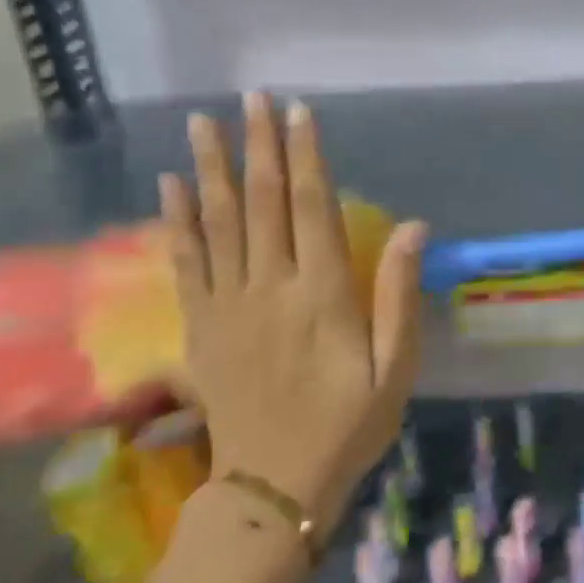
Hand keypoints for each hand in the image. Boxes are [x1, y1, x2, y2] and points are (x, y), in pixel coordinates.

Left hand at [158, 93, 425, 538]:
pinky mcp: (201, 326)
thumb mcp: (395, 367)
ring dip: (211, 168)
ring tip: (203, 122)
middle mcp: (269, 288)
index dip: (307, 157)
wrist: (273, 485)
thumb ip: (398, 294)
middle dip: (259, 146)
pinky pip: (186, 262)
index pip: (313, 208)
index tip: (299, 113)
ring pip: (218, 222)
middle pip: (263, 203)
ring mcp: (227, 305)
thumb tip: (413, 227)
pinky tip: (171, 186)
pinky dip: (178, 220)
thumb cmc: (348, 423)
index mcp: (322, 294)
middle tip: (252, 98)